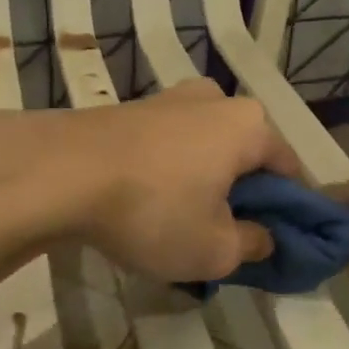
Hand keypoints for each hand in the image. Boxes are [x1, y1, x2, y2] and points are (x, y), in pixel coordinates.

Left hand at [22, 80, 304, 283]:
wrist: (58, 173)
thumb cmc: (154, 210)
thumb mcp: (215, 250)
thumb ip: (252, 245)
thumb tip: (263, 237)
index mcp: (250, 125)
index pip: (289, 169)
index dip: (288, 209)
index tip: (274, 240)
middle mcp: (215, 100)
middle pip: (245, 154)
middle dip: (241, 193)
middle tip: (225, 235)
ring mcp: (168, 99)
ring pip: (204, 148)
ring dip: (203, 181)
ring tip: (180, 222)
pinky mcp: (130, 109)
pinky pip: (167, 145)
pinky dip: (168, 172)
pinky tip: (146, 203)